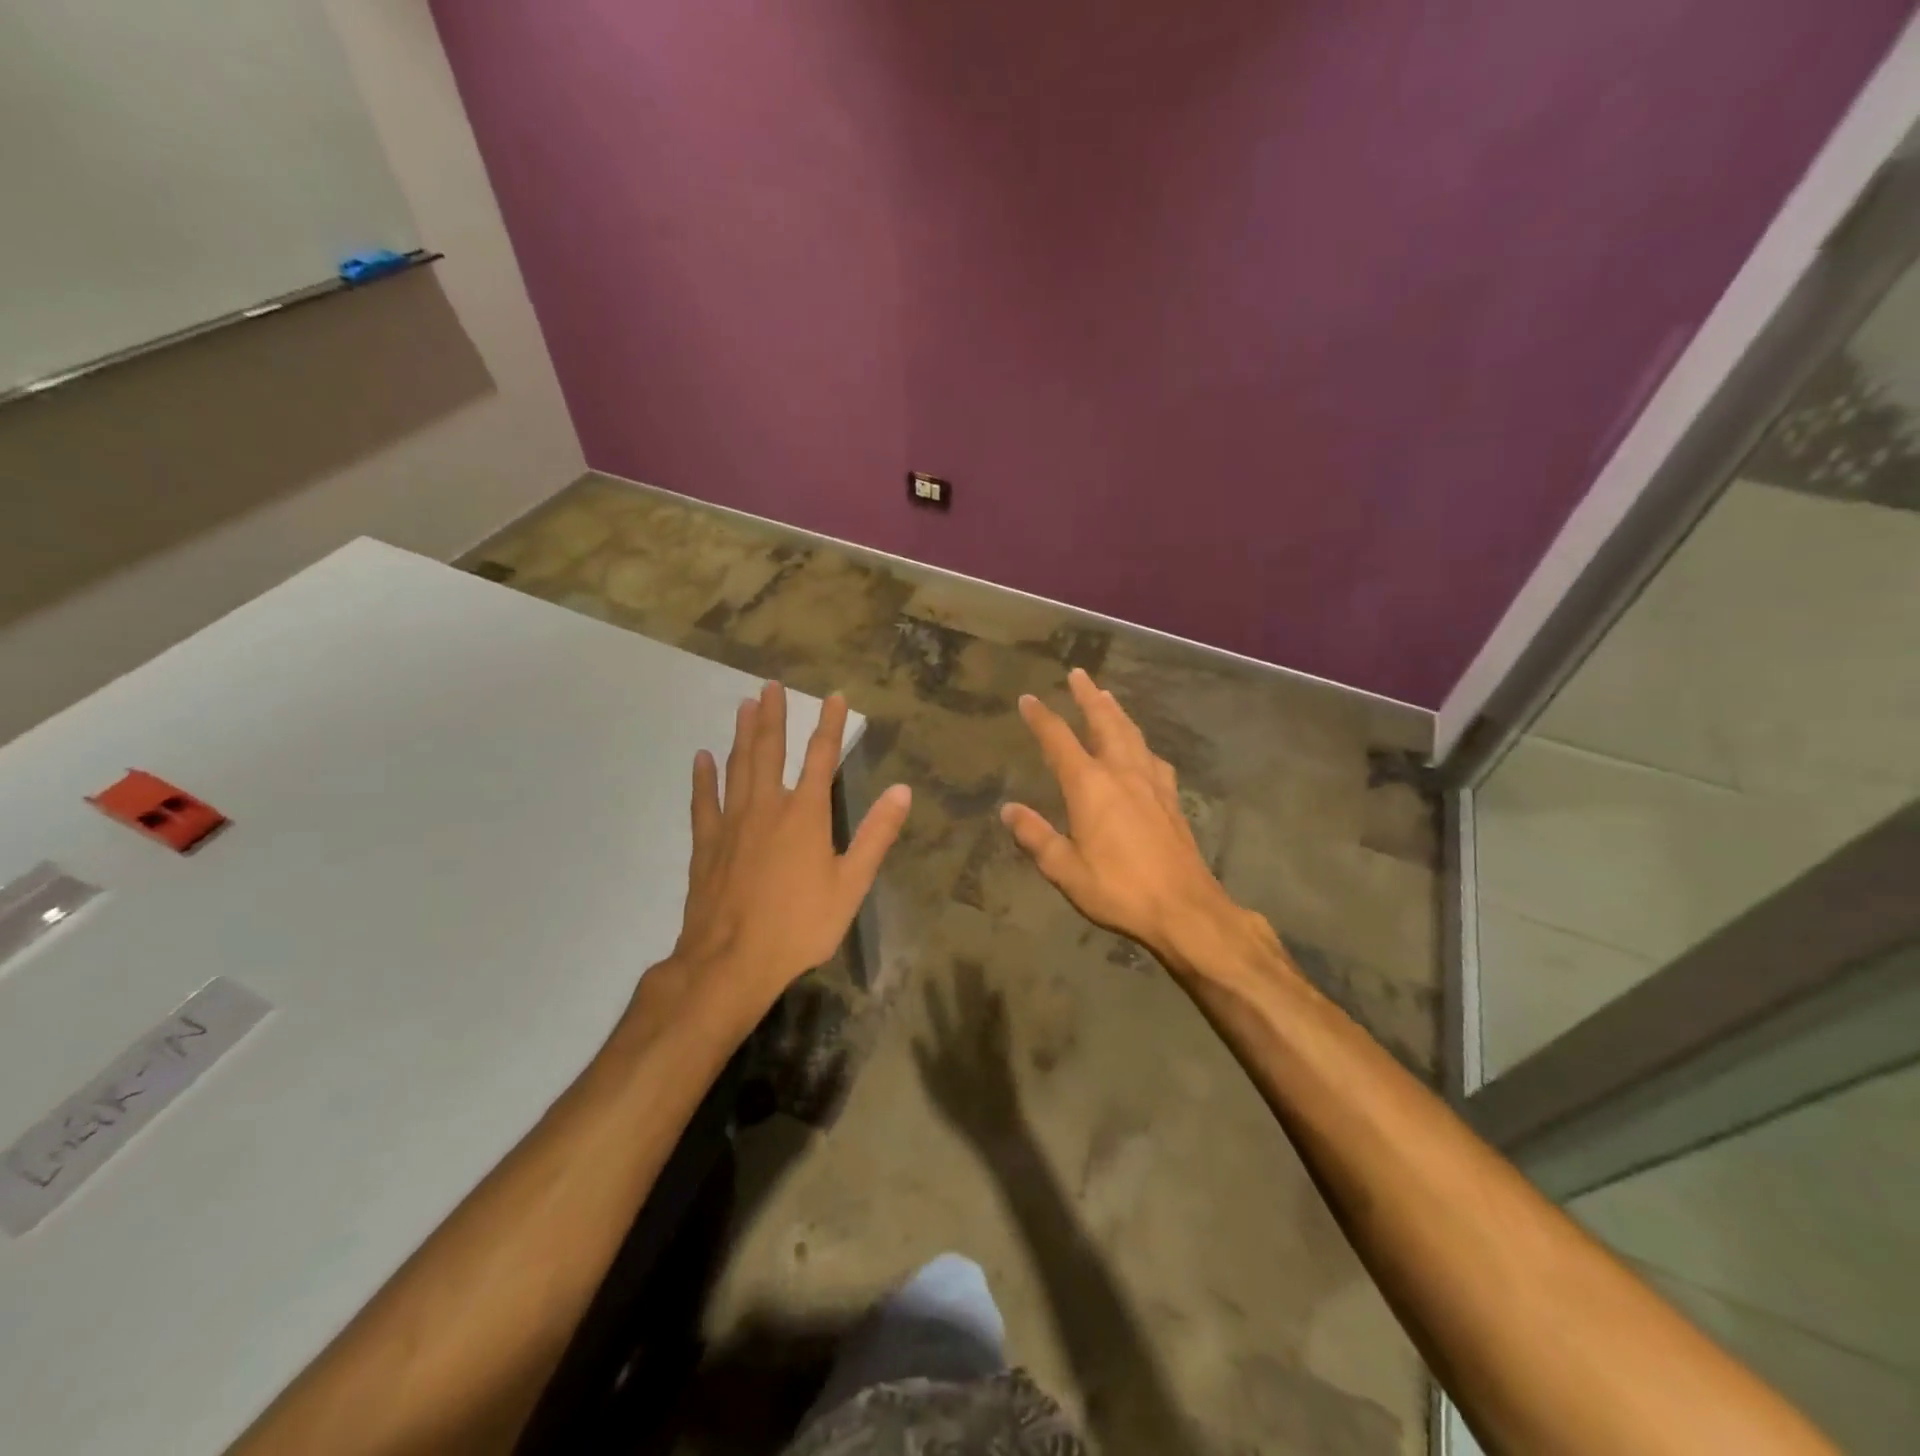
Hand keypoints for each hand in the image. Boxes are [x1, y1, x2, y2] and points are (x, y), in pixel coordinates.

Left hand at [665, 681, 910, 1023]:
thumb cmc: (800, 925)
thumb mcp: (851, 884)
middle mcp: (767, 807)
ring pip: (737, 767)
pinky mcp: (706, 844)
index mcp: (806, 814)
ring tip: (743, 705)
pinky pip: (703, 801)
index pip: (821, 757)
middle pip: (769, 750)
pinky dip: (703, 778)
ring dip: (741, 734)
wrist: (732, 961)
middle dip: (772, 716)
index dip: (829, 724)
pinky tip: (702, 758)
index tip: (834, 696)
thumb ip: (876, 834)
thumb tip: (902, 790)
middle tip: (770, 685)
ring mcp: (732, 823)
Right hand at [912, 961, 1022, 1147]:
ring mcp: (989, 1044)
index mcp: (951, 1050)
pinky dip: (999, 1006)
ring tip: (977, 965)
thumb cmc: (963, 1114)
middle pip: (964, 1006)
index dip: (934, 997)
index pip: (940, 1017)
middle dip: (962, 981)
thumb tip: (915, 1036)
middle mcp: (970, 1041)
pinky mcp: (1004, 1050)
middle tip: (961, 957)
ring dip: (979, 987)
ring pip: (982, 1008)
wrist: (997, 1129)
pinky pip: (1001, 1022)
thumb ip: (926, 1064)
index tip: (929, 975)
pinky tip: (999, 990)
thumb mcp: (936, 1092)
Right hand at [1001, 669, 1256, 976]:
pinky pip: (1153, 757)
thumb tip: (1008, 809)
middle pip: (1104, 723)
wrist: (1185, 909)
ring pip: (1132, 734)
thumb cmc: (1118, 889)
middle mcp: (1122, 773)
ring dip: (1116, 712)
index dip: (1041, 718)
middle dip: (1088, 697)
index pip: (1059, 741)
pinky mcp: (1171, 799)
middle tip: (1078, 674)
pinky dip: (1141, 743)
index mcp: (1090, 786)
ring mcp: (1151, 784)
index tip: (1028, 699)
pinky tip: (1142, 749)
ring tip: (1106, 696)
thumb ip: (1035, 836)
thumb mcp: (1065, 869)